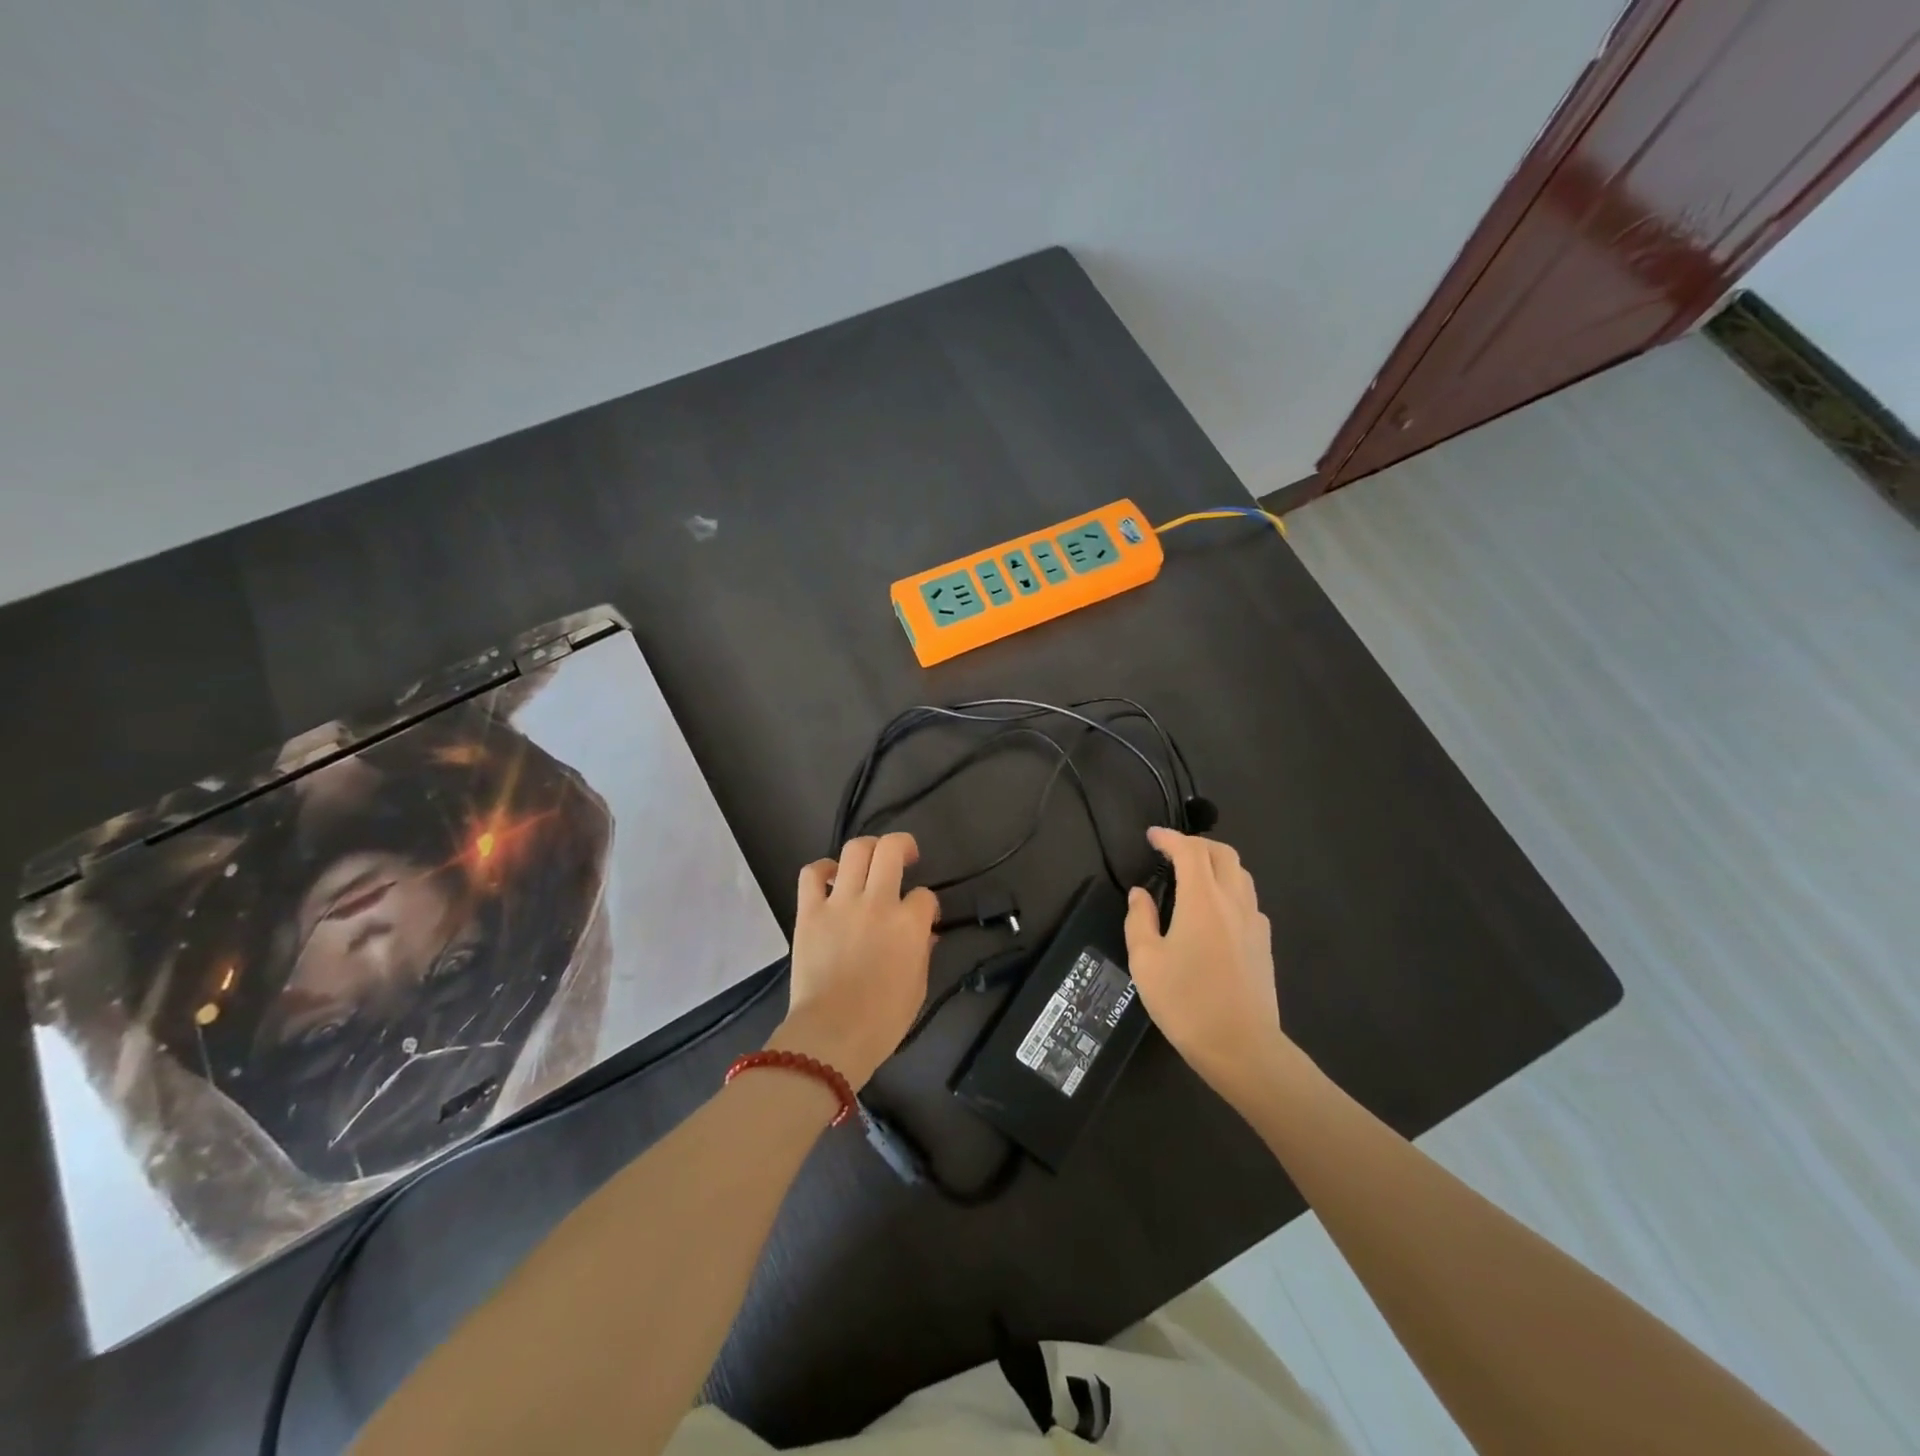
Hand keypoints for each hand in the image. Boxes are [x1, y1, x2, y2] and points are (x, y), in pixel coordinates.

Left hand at [769, 833, 939, 1088]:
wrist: (831, 1035)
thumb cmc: (882, 1021)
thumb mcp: (918, 988)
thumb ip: (922, 953)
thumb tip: (924, 935)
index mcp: (909, 924)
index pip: (925, 895)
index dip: (927, 904)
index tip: (924, 918)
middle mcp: (877, 903)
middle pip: (892, 849)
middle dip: (903, 845)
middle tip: (906, 855)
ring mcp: (840, 903)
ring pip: (855, 851)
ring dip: (867, 848)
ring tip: (870, 858)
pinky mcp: (810, 912)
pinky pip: (811, 874)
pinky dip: (822, 869)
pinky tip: (830, 878)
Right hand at [1125, 827, 1295, 1107]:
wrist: (1242, 1047)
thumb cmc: (1186, 1003)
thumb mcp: (1146, 961)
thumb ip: (1140, 920)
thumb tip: (1141, 894)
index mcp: (1203, 900)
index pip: (1189, 851)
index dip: (1169, 837)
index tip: (1151, 837)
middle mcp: (1233, 901)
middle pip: (1223, 853)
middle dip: (1196, 844)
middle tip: (1171, 852)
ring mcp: (1254, 922)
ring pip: (1241, 874)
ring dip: (1216, 863)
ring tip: (1193, 875)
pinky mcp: (1264, 943)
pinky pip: (1248, 899)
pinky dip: (1230, 889)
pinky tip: (1214, 911)